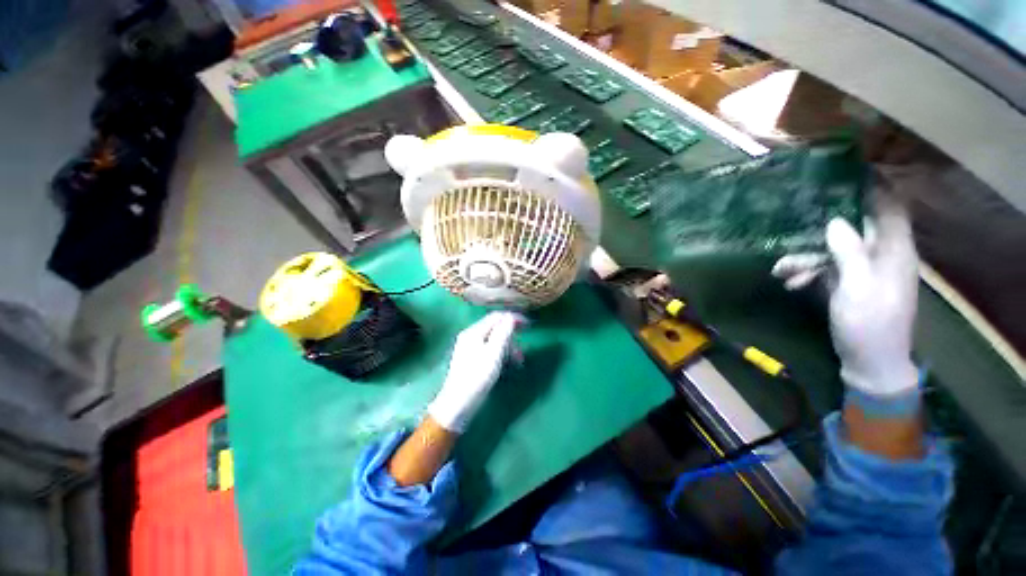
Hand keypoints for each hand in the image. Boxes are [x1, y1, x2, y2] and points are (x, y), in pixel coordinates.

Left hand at [427, 312, 524, 431]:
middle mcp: (470, 335)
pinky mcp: (471, 358)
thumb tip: (511, 316)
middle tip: (525, 342)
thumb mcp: (494, 353)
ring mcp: (469, 347)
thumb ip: (503, 332)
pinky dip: (501, 352)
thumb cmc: (477, 377)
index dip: (513, 318)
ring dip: (508, 345)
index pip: (496, 317)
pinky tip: (507, 362)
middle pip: (494, 327)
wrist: (458, 404)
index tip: (529, 325)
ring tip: (519, 359)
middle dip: (511, 333)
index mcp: (474, 331)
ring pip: (493, 338)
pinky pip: (489, 348)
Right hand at [773, 200, 919, 403]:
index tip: (847, 174)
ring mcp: (862, 270)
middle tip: (793, 223)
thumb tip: (834, 221)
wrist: (870, 362)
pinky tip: (788, 282)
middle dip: (820, 229)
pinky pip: (825, 268)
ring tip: (781, 270)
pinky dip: (807, 272)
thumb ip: (849, 253)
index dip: (874, 188)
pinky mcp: (847, 284)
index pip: (889, 209)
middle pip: (852, 228)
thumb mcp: (858, 288)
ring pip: (832, 250)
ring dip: (806, 257)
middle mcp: (879, 255)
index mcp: (893, 252)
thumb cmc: (870, 324)